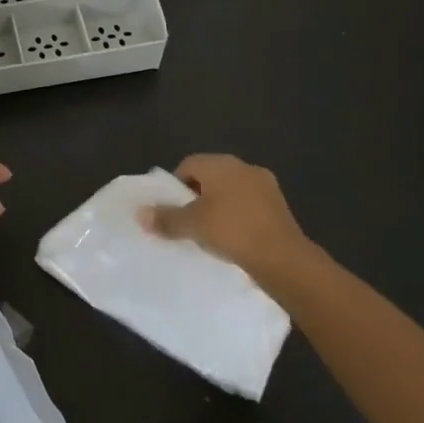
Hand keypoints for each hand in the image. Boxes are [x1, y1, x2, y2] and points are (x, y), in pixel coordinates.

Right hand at [140, 154, 321, 288]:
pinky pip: (249, 205)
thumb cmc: (231, 231)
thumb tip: (140, 214)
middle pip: (210, 176)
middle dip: (197, 196)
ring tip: (210, 232)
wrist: (283, 258)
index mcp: (220, 163)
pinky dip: (238, 216)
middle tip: (188, 221)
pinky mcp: (279, 205)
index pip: (188, 165)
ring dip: (219, 206)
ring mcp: (265, 185)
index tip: (171, 209)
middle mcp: (243, 166)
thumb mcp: (192, 225)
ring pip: (231, 191)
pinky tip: (234, 238)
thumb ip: (165, 218)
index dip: (175, 186)